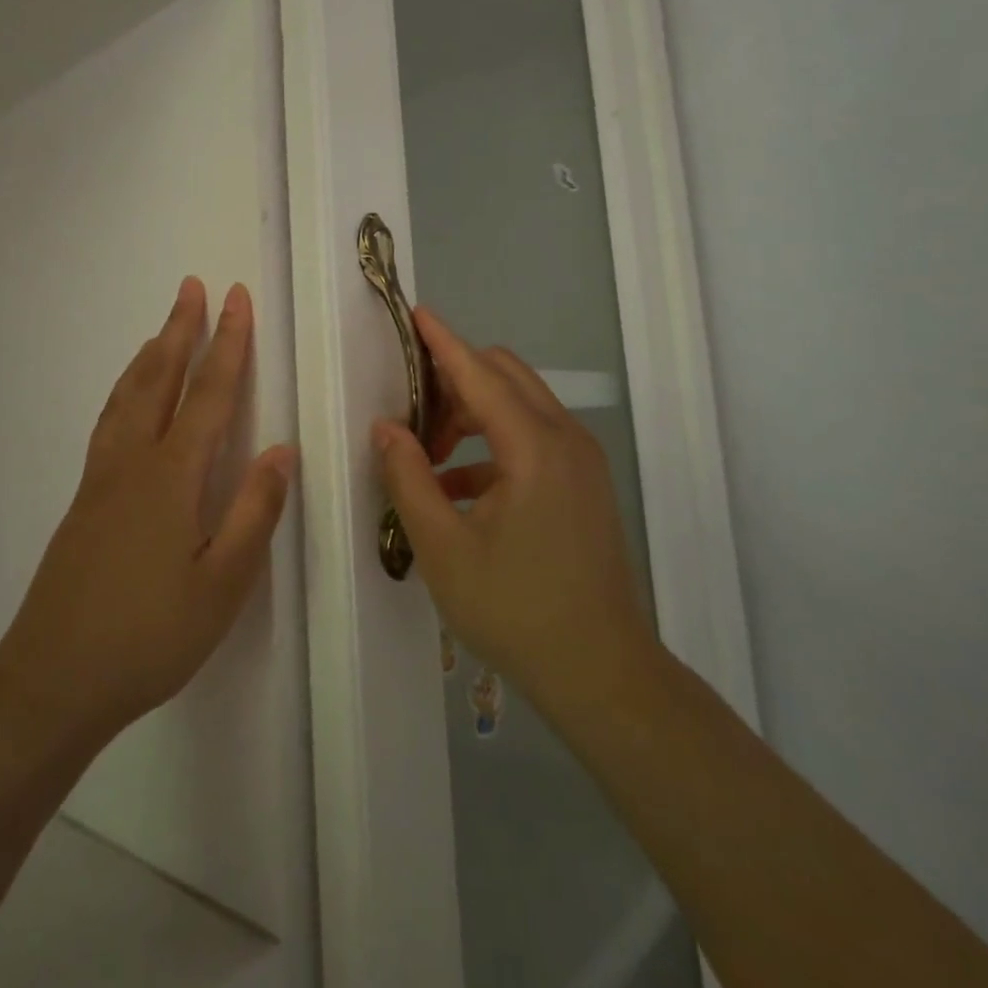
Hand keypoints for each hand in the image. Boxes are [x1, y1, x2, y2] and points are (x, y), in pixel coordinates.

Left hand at [0, 278, 294, 751]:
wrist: (53, 679)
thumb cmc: (150, 636)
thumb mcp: (223, 585)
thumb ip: (254, 512)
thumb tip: (282, 449)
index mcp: (173, 477)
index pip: (210, 394)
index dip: (228, 344)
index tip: (237, 300)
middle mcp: (134, 462)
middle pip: (161, 379)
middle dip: (181, 329)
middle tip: (193, 287)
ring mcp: (102, 478)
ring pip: (128, 396)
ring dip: (151, 354)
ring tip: (164, 328)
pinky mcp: (84, 499)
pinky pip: (109, 421)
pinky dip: (125, 390)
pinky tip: (129, 397)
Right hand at [373, 307, 653, 718]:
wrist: (602, 674)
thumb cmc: (516, 610)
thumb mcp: (443, 547)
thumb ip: (408, 478)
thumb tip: (385, 427)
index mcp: (534, 447)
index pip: (479, 372)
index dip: (442, 341)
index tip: (414, 313)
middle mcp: (565, 439)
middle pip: (505, 376)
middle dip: (454, 377)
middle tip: (410, 408)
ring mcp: (581, 461)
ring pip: (520, 405)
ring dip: (472, 413)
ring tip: (427, 453)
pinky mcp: (584, 484)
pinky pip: (533, 439)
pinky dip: (492, 444)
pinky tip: (458, 487)